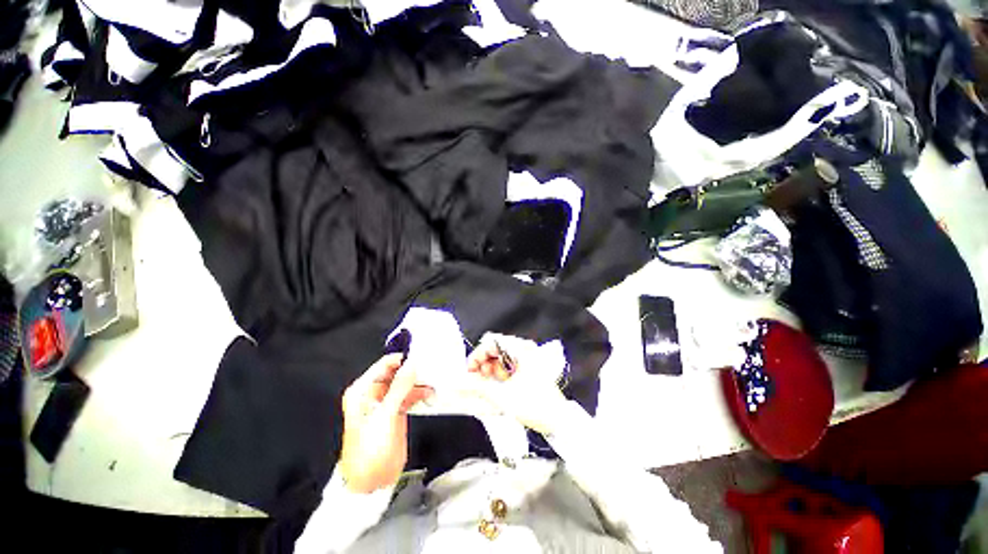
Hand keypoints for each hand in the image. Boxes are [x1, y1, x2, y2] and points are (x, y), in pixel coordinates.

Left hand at [338, 354, 433, 493]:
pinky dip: (420, 392)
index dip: (403, 359)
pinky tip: (430, 393)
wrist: (371, 482)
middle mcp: (373, 393)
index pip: (385, 364)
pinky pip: (409, 395)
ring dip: (419, 381)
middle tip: (432, 367)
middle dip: (414, 370)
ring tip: (434, 381)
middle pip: (396, 372)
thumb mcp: (385, 416)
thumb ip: (400, 388)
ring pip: (405, 383)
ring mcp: (386, 402)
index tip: (423, 357)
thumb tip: (412, 364)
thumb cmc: (370, 450)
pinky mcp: (396, 411)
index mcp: (363, 390)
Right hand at [466, 334, 568, 434]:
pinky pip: (509, 362)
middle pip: (496, 348)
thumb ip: (477, 387)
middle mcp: (526, 348)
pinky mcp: (530, 365)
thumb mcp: (502, 396)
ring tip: (489, 382)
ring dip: (491, 367)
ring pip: (501, 355)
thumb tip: (461, 382)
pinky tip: (499, 383)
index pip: (491, 342)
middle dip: (484, 362)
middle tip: (478, 377)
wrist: (557, 419)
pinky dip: (500, 371)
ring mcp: (529, 356)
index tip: (470, 370)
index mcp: (521, 349)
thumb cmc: (535, 405)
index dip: (477, 355)